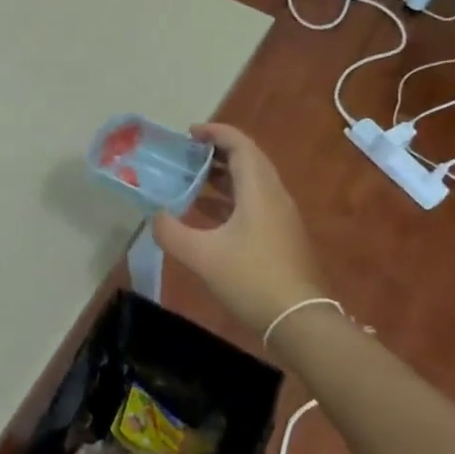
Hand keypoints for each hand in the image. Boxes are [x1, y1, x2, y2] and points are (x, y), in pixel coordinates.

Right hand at [151, 124, 321, 330]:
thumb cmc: (251, 279)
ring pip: (251, 182)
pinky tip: (206, 215)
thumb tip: (155, 217)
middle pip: (247, 159)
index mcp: (258, 190)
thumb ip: (171, 232)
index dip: (214, 132)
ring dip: (223, 176)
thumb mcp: (202, 255)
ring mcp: (281, 216)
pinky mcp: (281, 235)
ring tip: (191, 180)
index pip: (239, 144)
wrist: (299, 321)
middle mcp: (274, 195)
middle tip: (186, 154)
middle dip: (216, 152)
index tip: (188, 133)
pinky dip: (230, 199)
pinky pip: (254, 202)